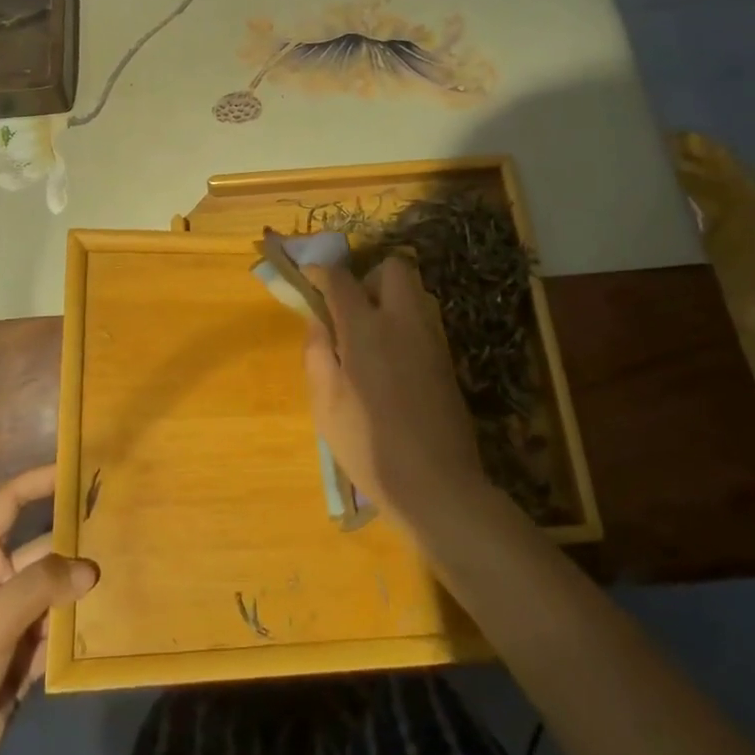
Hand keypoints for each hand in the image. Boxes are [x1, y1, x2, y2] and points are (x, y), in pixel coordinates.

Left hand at [0, 467, 98, 754]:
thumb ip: (39, 589)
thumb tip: (91, 568)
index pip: (7, 506)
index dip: (38, 484)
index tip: (77, 469)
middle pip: (43, 552)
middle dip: (78, 544)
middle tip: (126, 529)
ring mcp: (9, 626)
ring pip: (55, 595)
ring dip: (84, 591)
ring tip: (132, 572)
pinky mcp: (21, 665)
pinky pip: (58, 637)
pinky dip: (81, 631)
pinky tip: (114, 622)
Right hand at [302, 256, 488, 528]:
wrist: (437, 485)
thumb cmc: (368, 445)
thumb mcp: (325, 404)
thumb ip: (317, 353)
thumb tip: (316, 321)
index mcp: (365, 328)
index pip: (340, 279)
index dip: (320, 272)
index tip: (308, 278)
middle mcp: (402, 322)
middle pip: (392, 269)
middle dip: (368, 277)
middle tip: (350, 308)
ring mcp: (430, 339)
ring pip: (412, 293)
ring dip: (388, 300)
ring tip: (368, 337)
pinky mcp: (446, 360)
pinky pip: (422, 322)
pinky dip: (403, 325)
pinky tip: (390, 363)